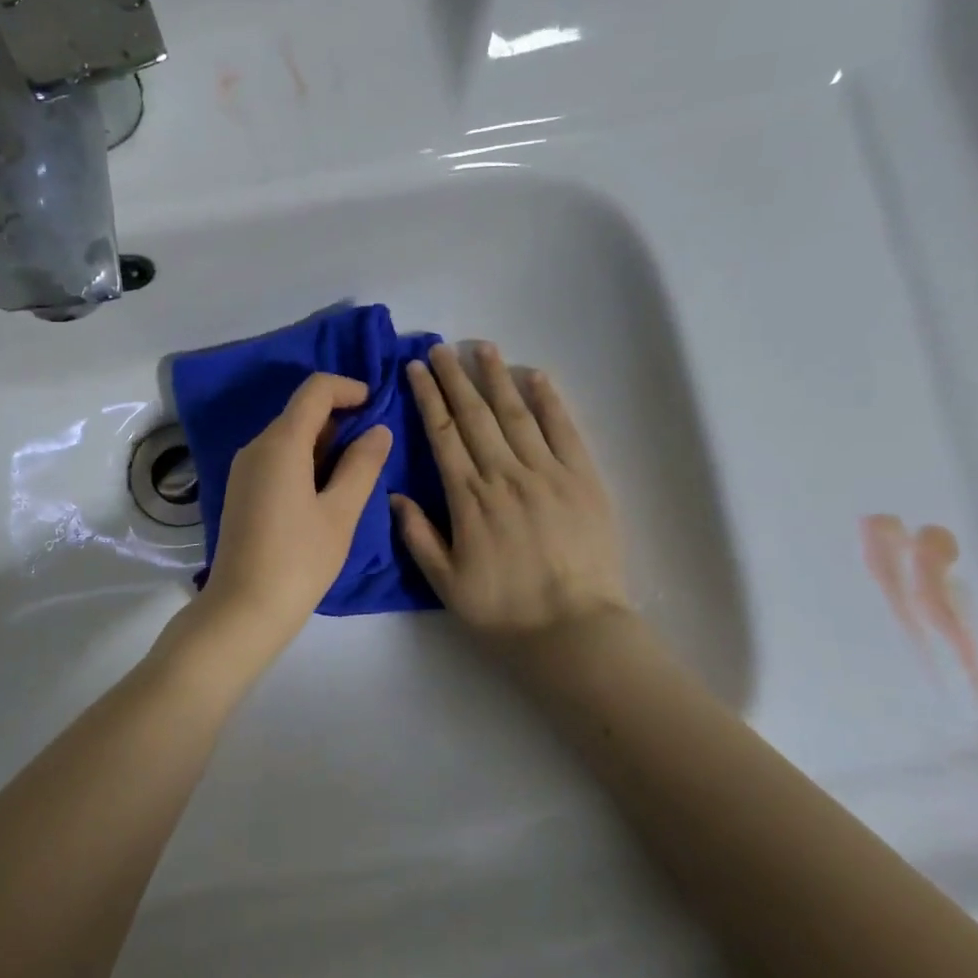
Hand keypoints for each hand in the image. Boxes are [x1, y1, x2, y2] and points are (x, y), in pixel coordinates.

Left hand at [195, 373, 392, 658]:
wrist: (243, 609)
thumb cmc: (299, 560)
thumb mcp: (341, 513)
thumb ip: (362, 465)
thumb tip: (378, 430)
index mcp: (280, 443)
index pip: (314, 390)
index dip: (348, 388)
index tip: (375, 405)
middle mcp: (255, 446)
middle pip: (300, 412)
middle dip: (339, 417)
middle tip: (373, 446)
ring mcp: (243, 469)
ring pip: (288, 436)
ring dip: (323, 442)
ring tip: (355, 472)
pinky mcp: (240, 490)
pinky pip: (276, 458)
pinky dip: (304, 460)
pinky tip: (324, 490)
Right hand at [393, 343, 629, 650]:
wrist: (574, 629)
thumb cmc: (503, 610)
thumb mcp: (445, 582)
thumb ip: (418, 536)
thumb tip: (394, 494)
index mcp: (468, 498)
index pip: (442, 433)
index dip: (428, 397)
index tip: (416, 369)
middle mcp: (504, 474)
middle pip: (475, 414)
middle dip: (454, 377)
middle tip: (440, 347)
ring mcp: (547, 473)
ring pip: (516, 413)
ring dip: (497, 378)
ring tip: (482, 347)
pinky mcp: (584, 479)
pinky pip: (564, 430)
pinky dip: (550, 401)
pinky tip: (536, 376)